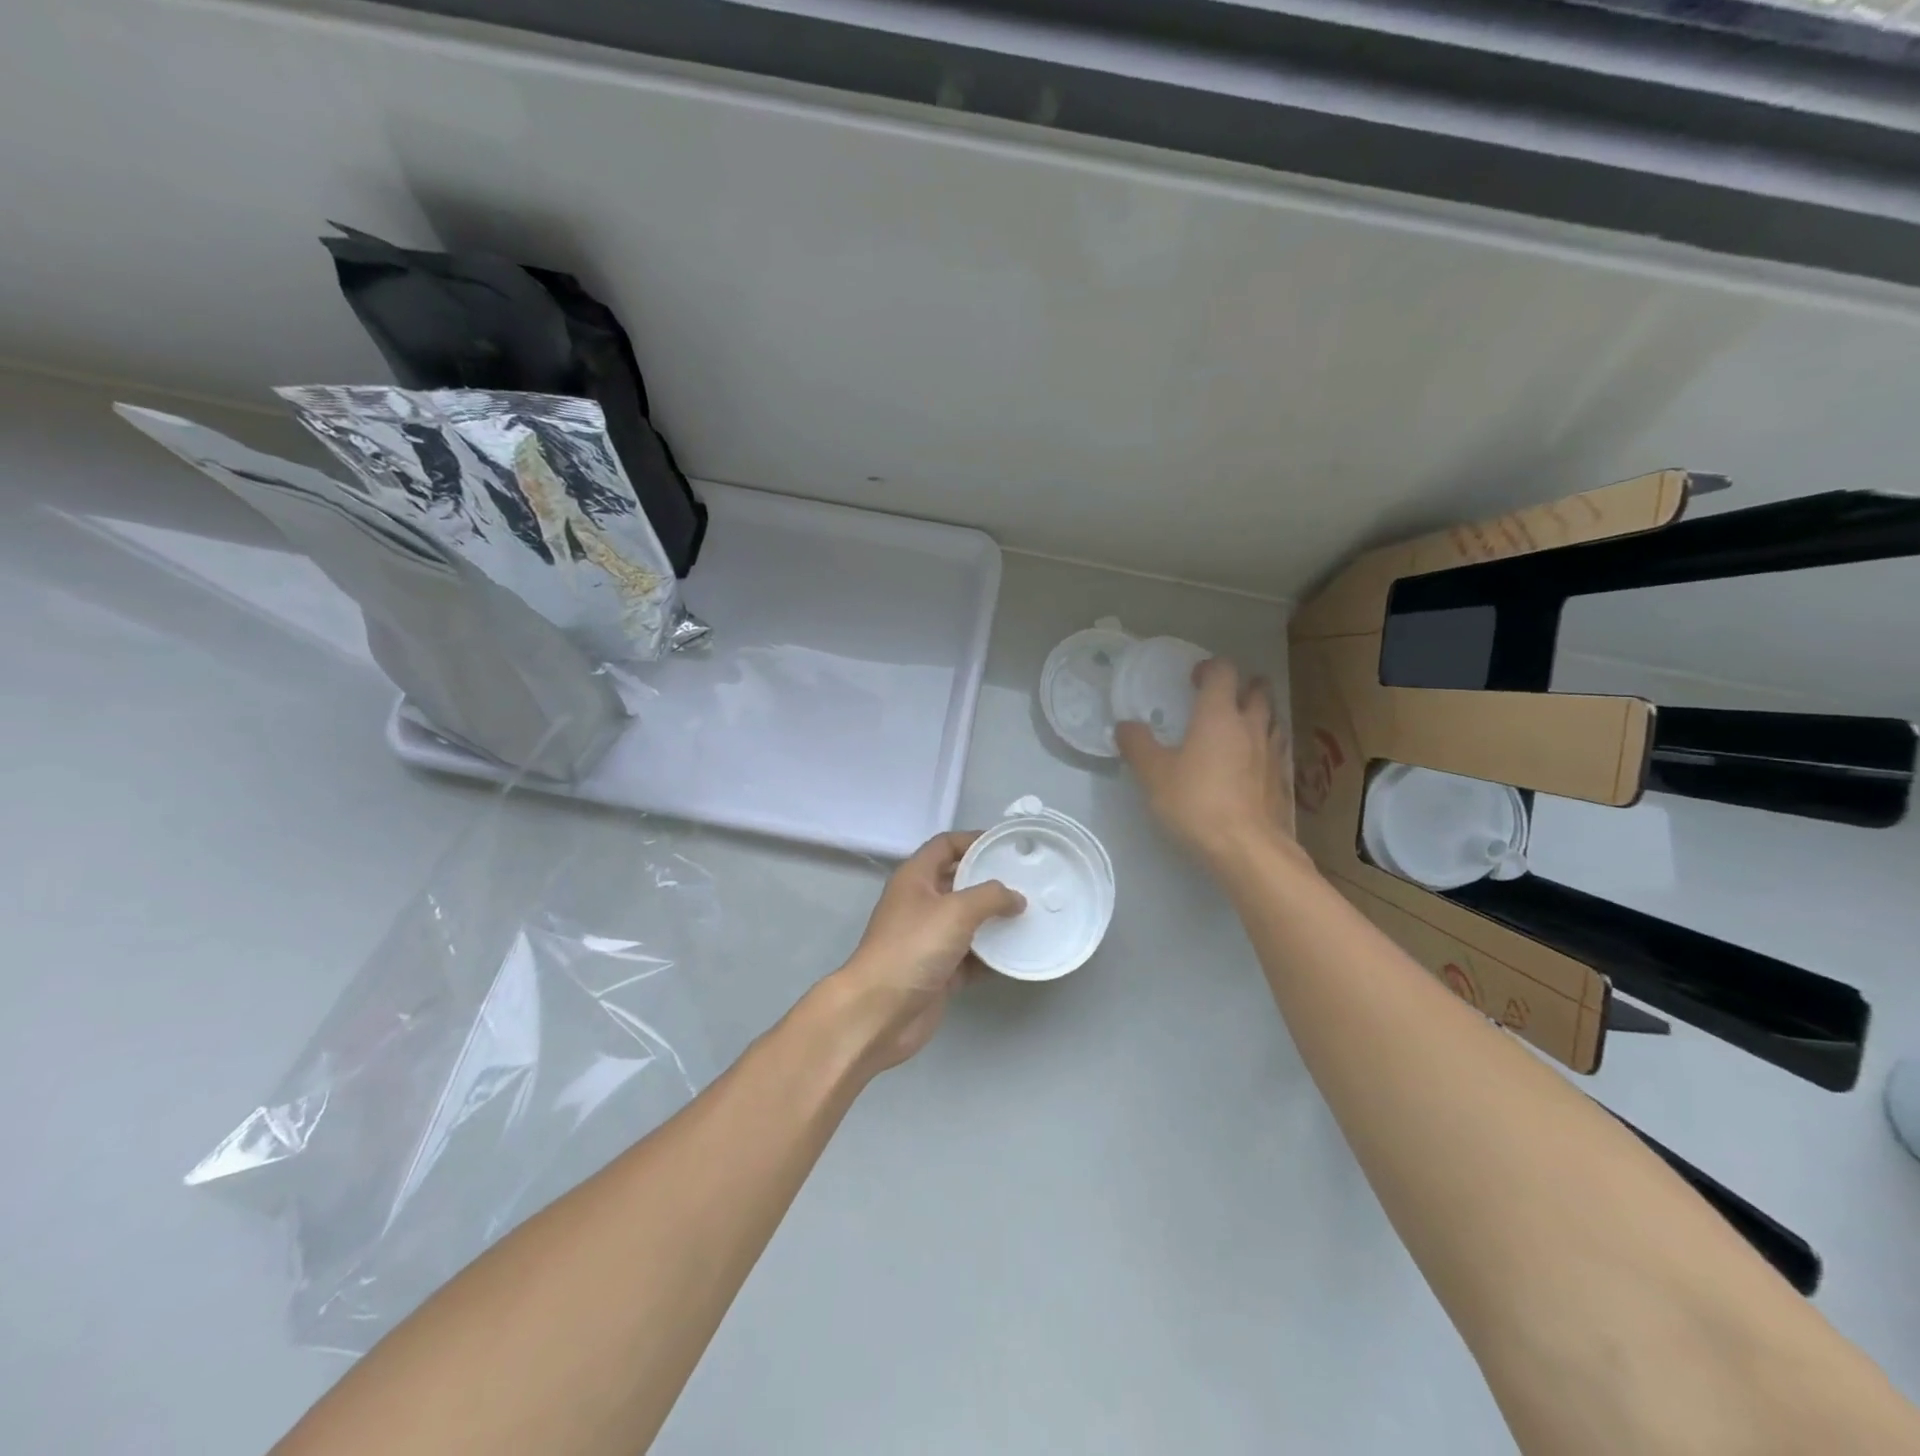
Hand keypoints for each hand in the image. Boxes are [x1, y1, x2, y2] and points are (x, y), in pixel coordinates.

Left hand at [827, 832, 1024, 1072]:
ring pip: (968, 922)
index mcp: (916, 878)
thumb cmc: (913, 948)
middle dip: (991, 881)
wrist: (880, 1012)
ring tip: (1031, 915)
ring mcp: (929, 939)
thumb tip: (1016, 898)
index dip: (974, 840)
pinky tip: (1019, 953)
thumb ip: (990, 897)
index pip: (946, 845)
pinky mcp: (939, 972)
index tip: (1007, 844)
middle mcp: (921, 904)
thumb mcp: (955, 911)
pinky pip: (972, 957)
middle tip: (1028, 881)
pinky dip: (992, 956)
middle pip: (959, 883)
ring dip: (995, 920)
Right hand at [1116, 656, 1300, 873]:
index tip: (1194, 678)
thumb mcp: (1153, 774)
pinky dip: (1265, 745)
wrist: (1248, 848)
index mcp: (1218, 715)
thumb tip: (1124, 725)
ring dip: (1258, 713)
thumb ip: (1137, 745)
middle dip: (1242, 685)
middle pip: (1257, 690)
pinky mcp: (1282, 780)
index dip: (1209, 667)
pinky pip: (1276, 749)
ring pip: (1272, 718)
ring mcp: (1271, 753)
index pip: (1222, 672)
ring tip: (1240, 724)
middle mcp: (1250, 726)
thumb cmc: (1196, 803)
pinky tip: (1253, 762)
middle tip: (1223, 695)